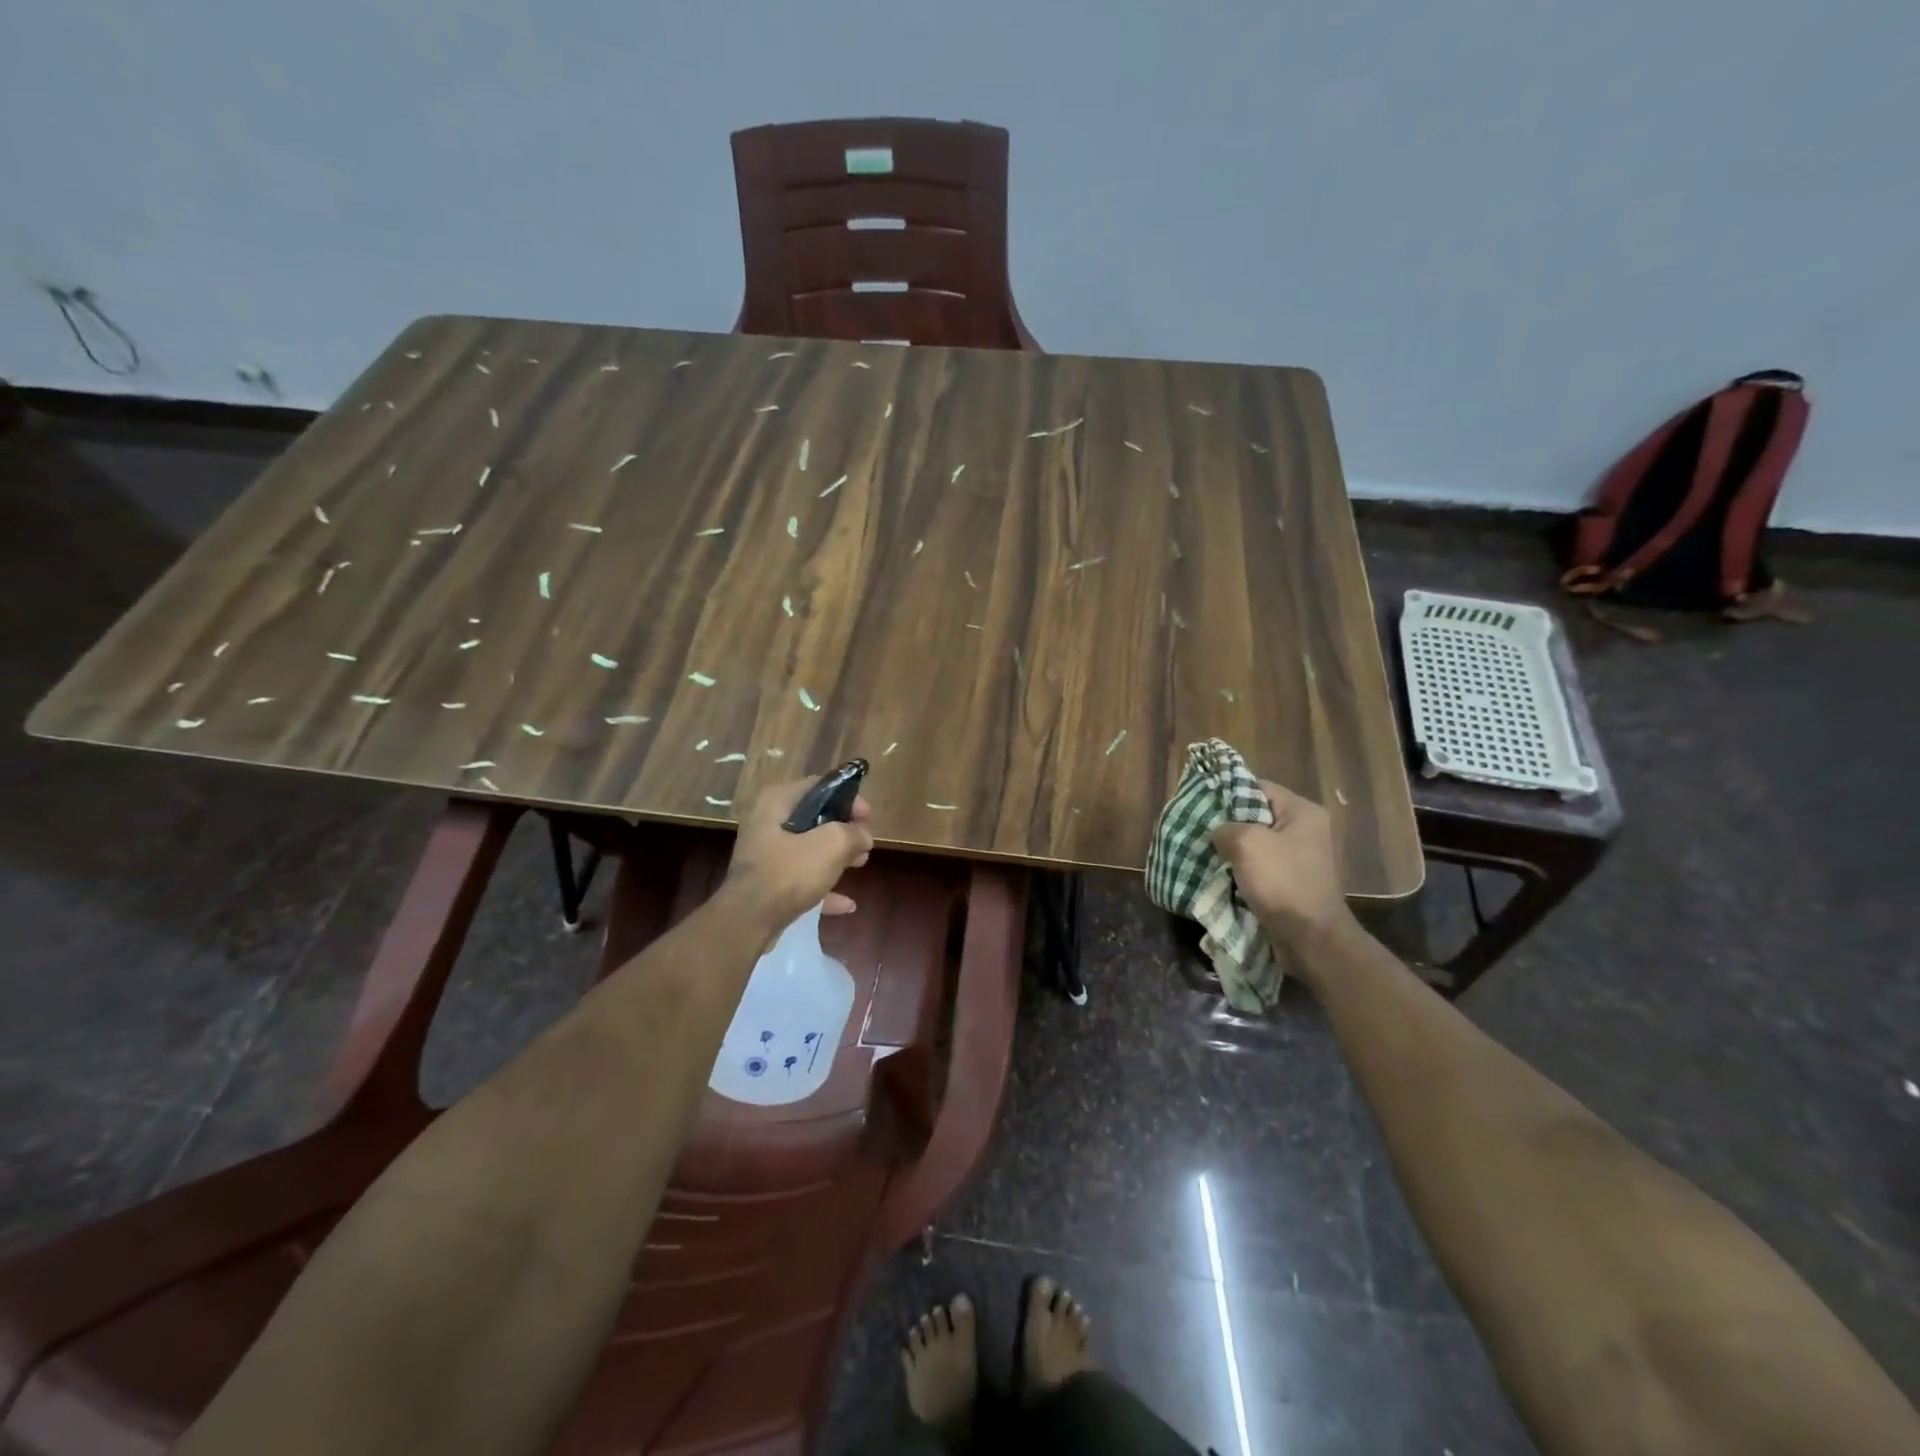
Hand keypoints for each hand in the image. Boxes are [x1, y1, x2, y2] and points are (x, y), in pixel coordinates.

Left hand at [725, 774, 874, 928]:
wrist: (749, 920)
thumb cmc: (789, 872)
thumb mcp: (832, 844)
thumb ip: (854, 833)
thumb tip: (863, 836)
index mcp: (778, 802)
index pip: (820, 787)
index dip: (849, 799)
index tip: (868, 819)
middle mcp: (767, 822)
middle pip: (815, 818)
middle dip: (844, 831)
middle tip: (864, 844)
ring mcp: (765, 854)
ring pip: (809, 848)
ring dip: (836, 856)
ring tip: (860, 865)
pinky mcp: (767, 882)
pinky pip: (801, 877)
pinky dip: (823, 885)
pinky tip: (846, 903)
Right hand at [1211, 779, 1351, 946]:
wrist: (1310, 938)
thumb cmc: (1282, 882)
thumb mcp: (1246, 843)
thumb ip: (1225, 827)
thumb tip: (1218, 832)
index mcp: (1302, 812)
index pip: (1258, 787)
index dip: (1228, 793)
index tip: (1201, 804)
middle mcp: (1304, 830)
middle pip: (1255, 816)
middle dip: (1226, 825)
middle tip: (1198, 830)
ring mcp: (1298, 858)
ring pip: (1254, 844)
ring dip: (1231, 851)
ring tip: (1203, 853)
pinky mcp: (1290, 882)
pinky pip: (1258, 867)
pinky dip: (1240, 871)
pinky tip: (1218, 875)